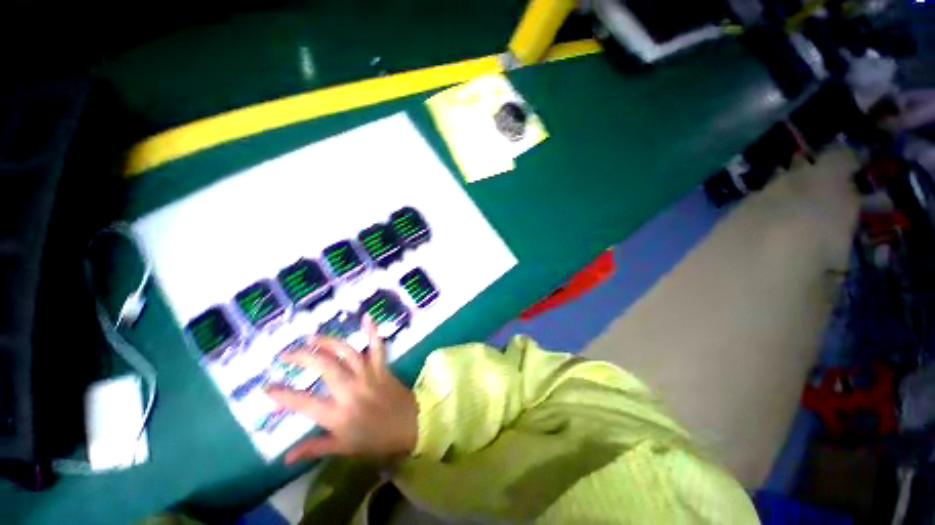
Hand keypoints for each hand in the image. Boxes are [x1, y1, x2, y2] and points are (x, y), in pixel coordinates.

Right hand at [264, 316, 417, 463]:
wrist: (410, 425)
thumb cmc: (376, 439)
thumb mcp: (344, 448)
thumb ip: (315, 447)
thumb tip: (286, 457)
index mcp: (338, 414)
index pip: (304, 403)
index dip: (283, 395)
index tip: (266, 387)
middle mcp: (351, 390)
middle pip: (324, 367)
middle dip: (303, 357)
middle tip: (287, 354)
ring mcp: (368, 374)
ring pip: (346, 352)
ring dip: (328, 342)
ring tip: (312, 338)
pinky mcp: (382, 367)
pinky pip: (377, 346)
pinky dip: (372, 331)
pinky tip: (367, 317)